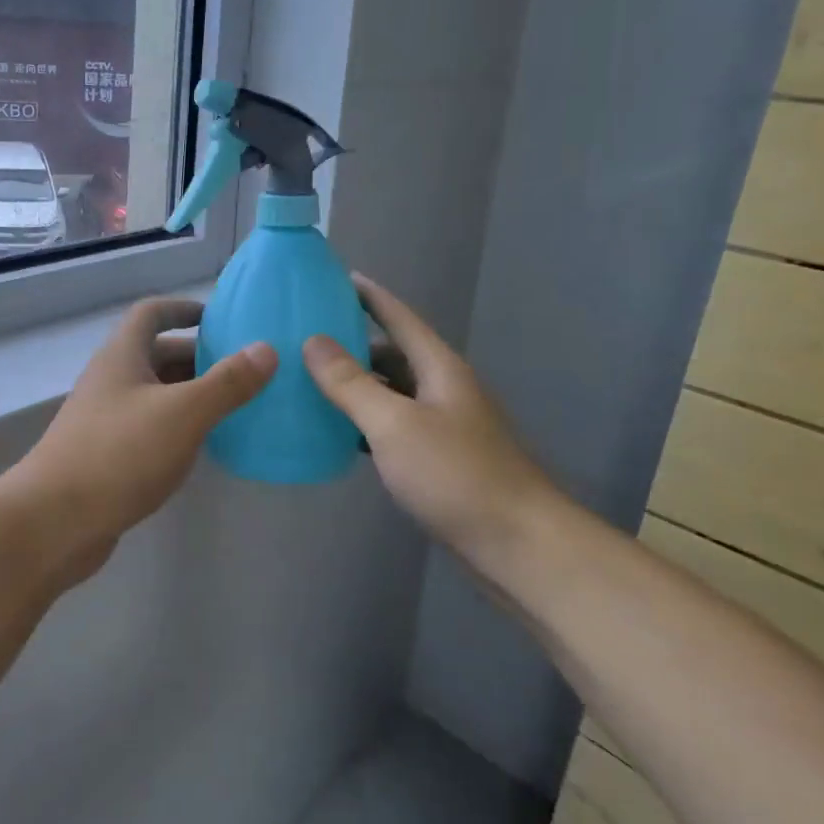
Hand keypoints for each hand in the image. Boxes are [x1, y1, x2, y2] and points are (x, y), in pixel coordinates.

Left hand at [12, 298, 275, 578]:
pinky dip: (176, 426)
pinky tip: (201, 446)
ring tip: (234, 406)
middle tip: (243, 369)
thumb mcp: (183, 413)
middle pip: (157, 354)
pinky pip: (149, 427)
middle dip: (198, 357)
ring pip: (154, 393)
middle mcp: (110, 379)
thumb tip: (267, 349)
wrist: (53, 522)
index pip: (152, 313)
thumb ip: (227, 382)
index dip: (183, 308)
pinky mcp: (105, 455)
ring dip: (189, 394)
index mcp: (122, 355)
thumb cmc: (119, 454)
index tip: (219, 318)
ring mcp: (104, 418)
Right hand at [303, 275, 565, 559]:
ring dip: (357, 387)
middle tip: (305, 341)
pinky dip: (366, 423)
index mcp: (439, 368)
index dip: (369, 296)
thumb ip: (351, 382)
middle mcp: (443, 389)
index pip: (399, 317)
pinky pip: (394, 427)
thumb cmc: (455, 475)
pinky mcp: (441, 460)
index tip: (336, 277)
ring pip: (392, 393)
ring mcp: (444, 426)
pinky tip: (339, 433)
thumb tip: (313, 341)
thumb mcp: (393, 424)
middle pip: (393, 354)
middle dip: (353, 344)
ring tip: (310, 384)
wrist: (518, 546)